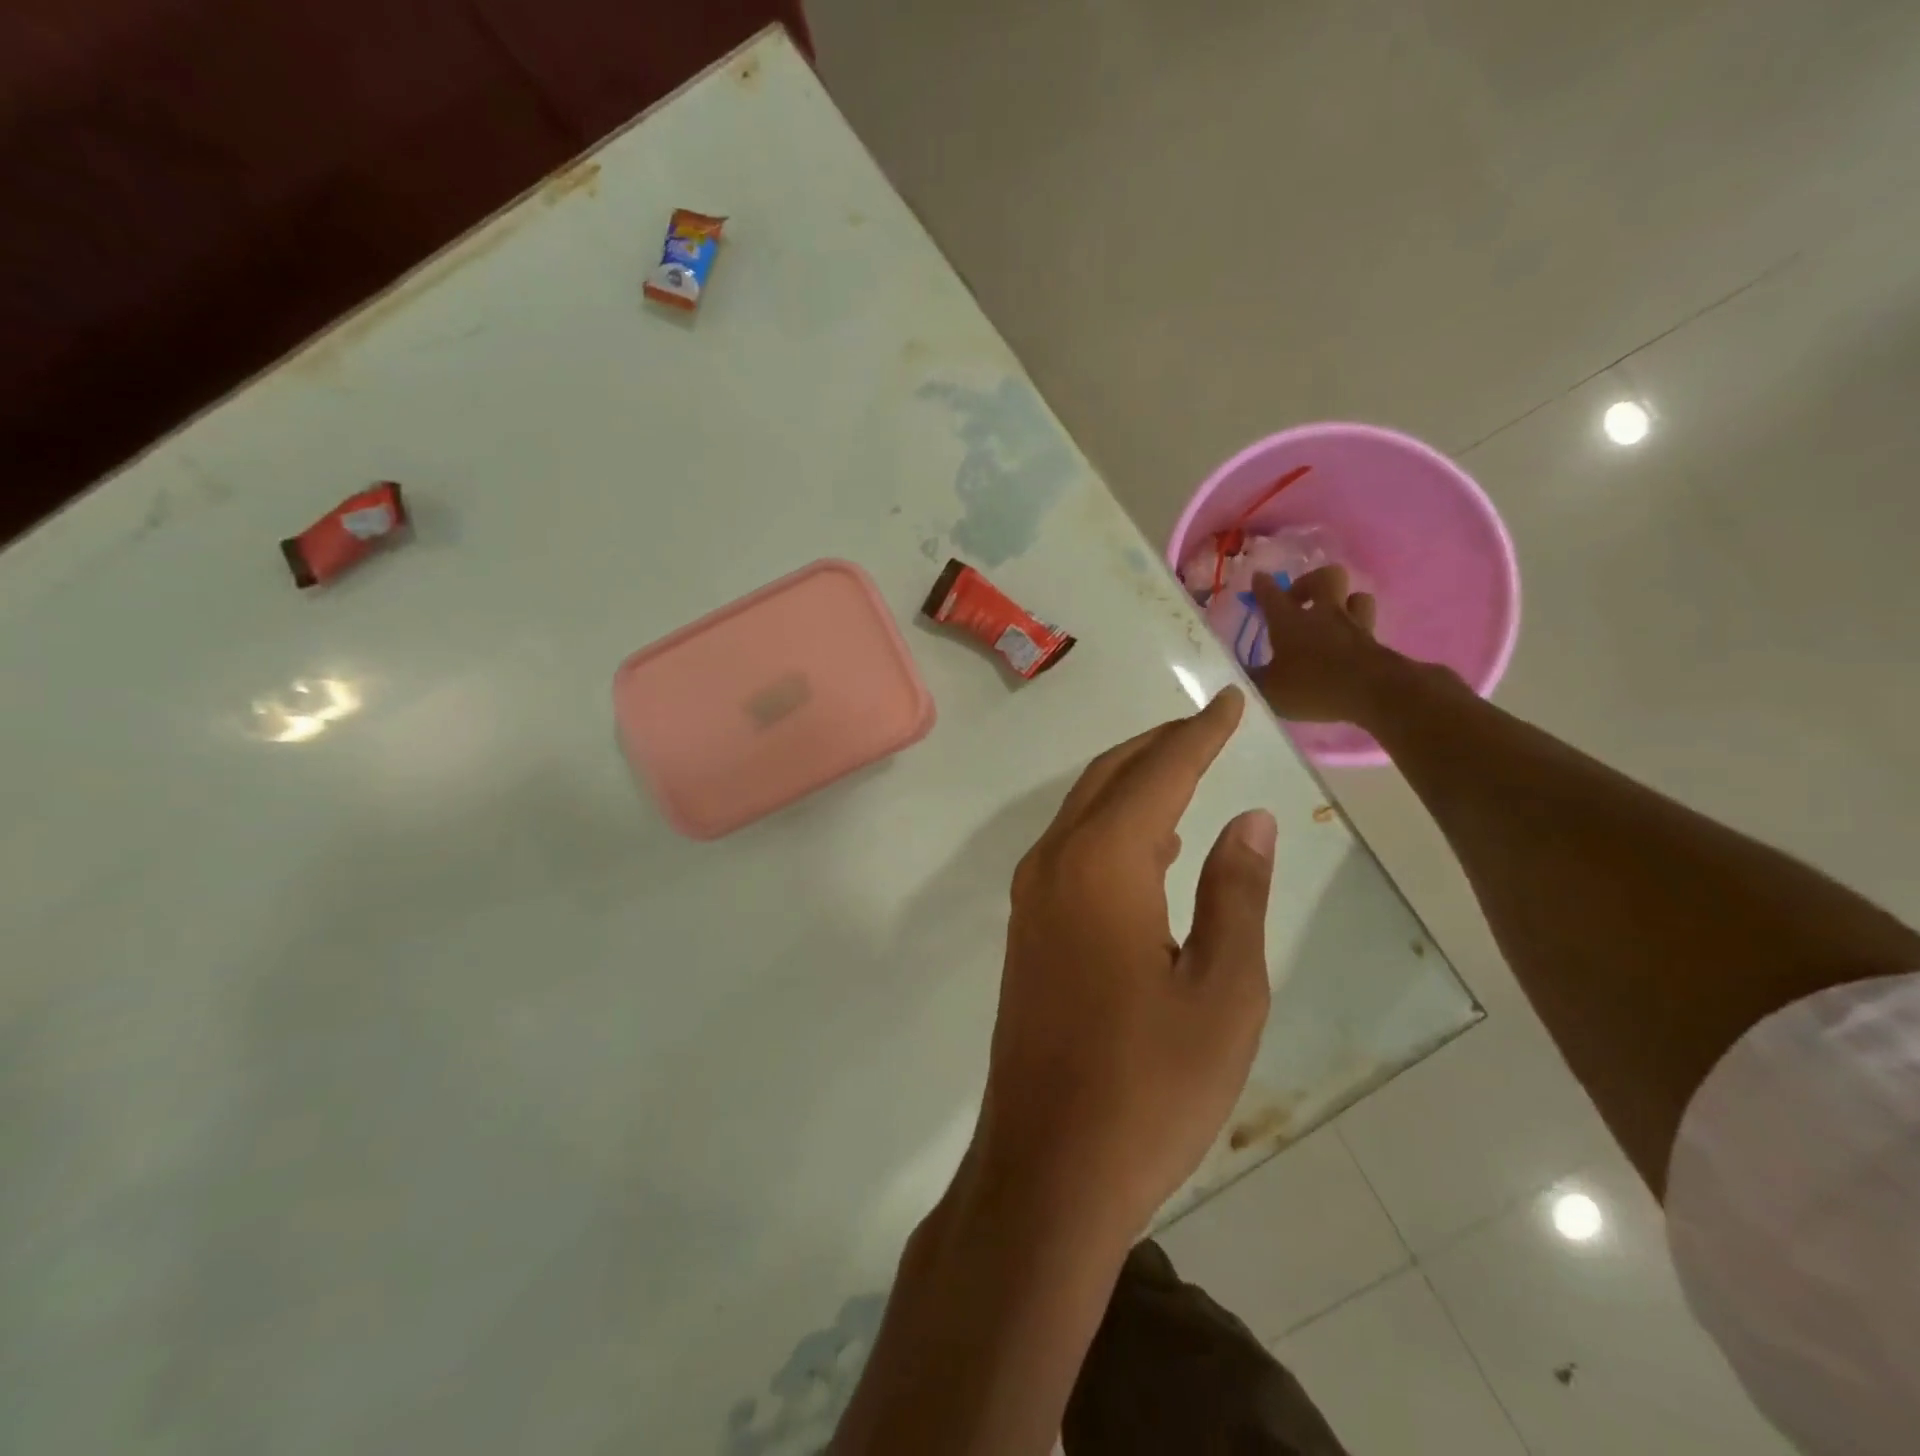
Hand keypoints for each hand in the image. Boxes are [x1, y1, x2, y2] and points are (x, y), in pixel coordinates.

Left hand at [973, 688, 1276, 1239]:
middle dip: (1161, 746)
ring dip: (1134, 783)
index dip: (1200, 734)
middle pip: (1110, 777)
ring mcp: (1031, 896)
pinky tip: (1152, 845)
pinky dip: (1113, 827)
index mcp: (1102, 864)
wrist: (1049, 1165)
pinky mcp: (1027, 929)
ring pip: (1086, 811)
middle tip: (1210, 727)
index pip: (1159, 772)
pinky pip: (1072, 850)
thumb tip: (1250, 820)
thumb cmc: (1150, 1086)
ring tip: (1187, 770)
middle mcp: (1054, 863)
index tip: (1231, 702)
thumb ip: (1235, 892)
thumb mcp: (1223, 991)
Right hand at [1251, 565, 1396, 722]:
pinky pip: (1368, 625)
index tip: (1258, 577)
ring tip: (1333, 617)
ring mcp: (1354, 626)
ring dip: (1344, 602)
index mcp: (1290, 622)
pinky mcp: (1376, 642)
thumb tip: (1237, 675)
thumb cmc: (1313, 687)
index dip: (1263, 585)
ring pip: (1356, 596)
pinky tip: (1351, 643)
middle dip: (1310, 582)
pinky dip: (1359, 630)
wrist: (1373, 693)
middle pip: (1325, 577)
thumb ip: (1252, 681)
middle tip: (1299, 601)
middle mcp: (1323, 615)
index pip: (1272, 595)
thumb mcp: (1269, 690)